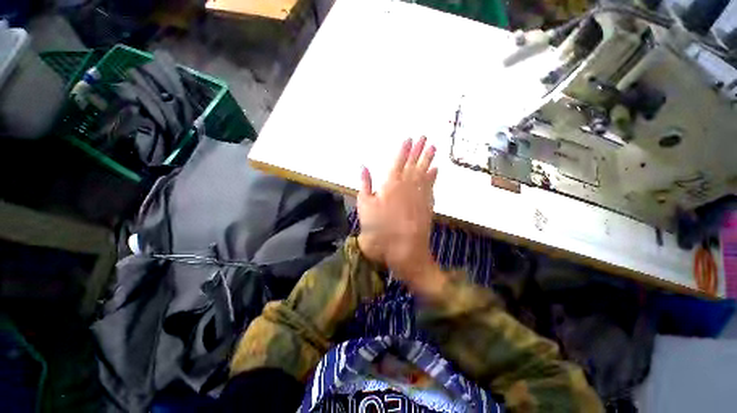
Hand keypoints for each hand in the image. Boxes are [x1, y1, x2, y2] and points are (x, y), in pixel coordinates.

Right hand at [357, 137, 444, 295]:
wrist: (403, 249)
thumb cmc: (379, 228)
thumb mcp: (364, 206)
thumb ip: (364, 185)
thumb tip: (363, 167)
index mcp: (390, 184)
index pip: (398, 162)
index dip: (404, 149)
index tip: (409, 139)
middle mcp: (407, 185)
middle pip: (414, 163)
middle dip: (419, 149)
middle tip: (425, 137)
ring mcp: (420, 194)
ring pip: (425, 172)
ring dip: (429, 159)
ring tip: (433, 147)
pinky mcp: (427, 204)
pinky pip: (431, 186)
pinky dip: (434, 176)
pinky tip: (436, 169)